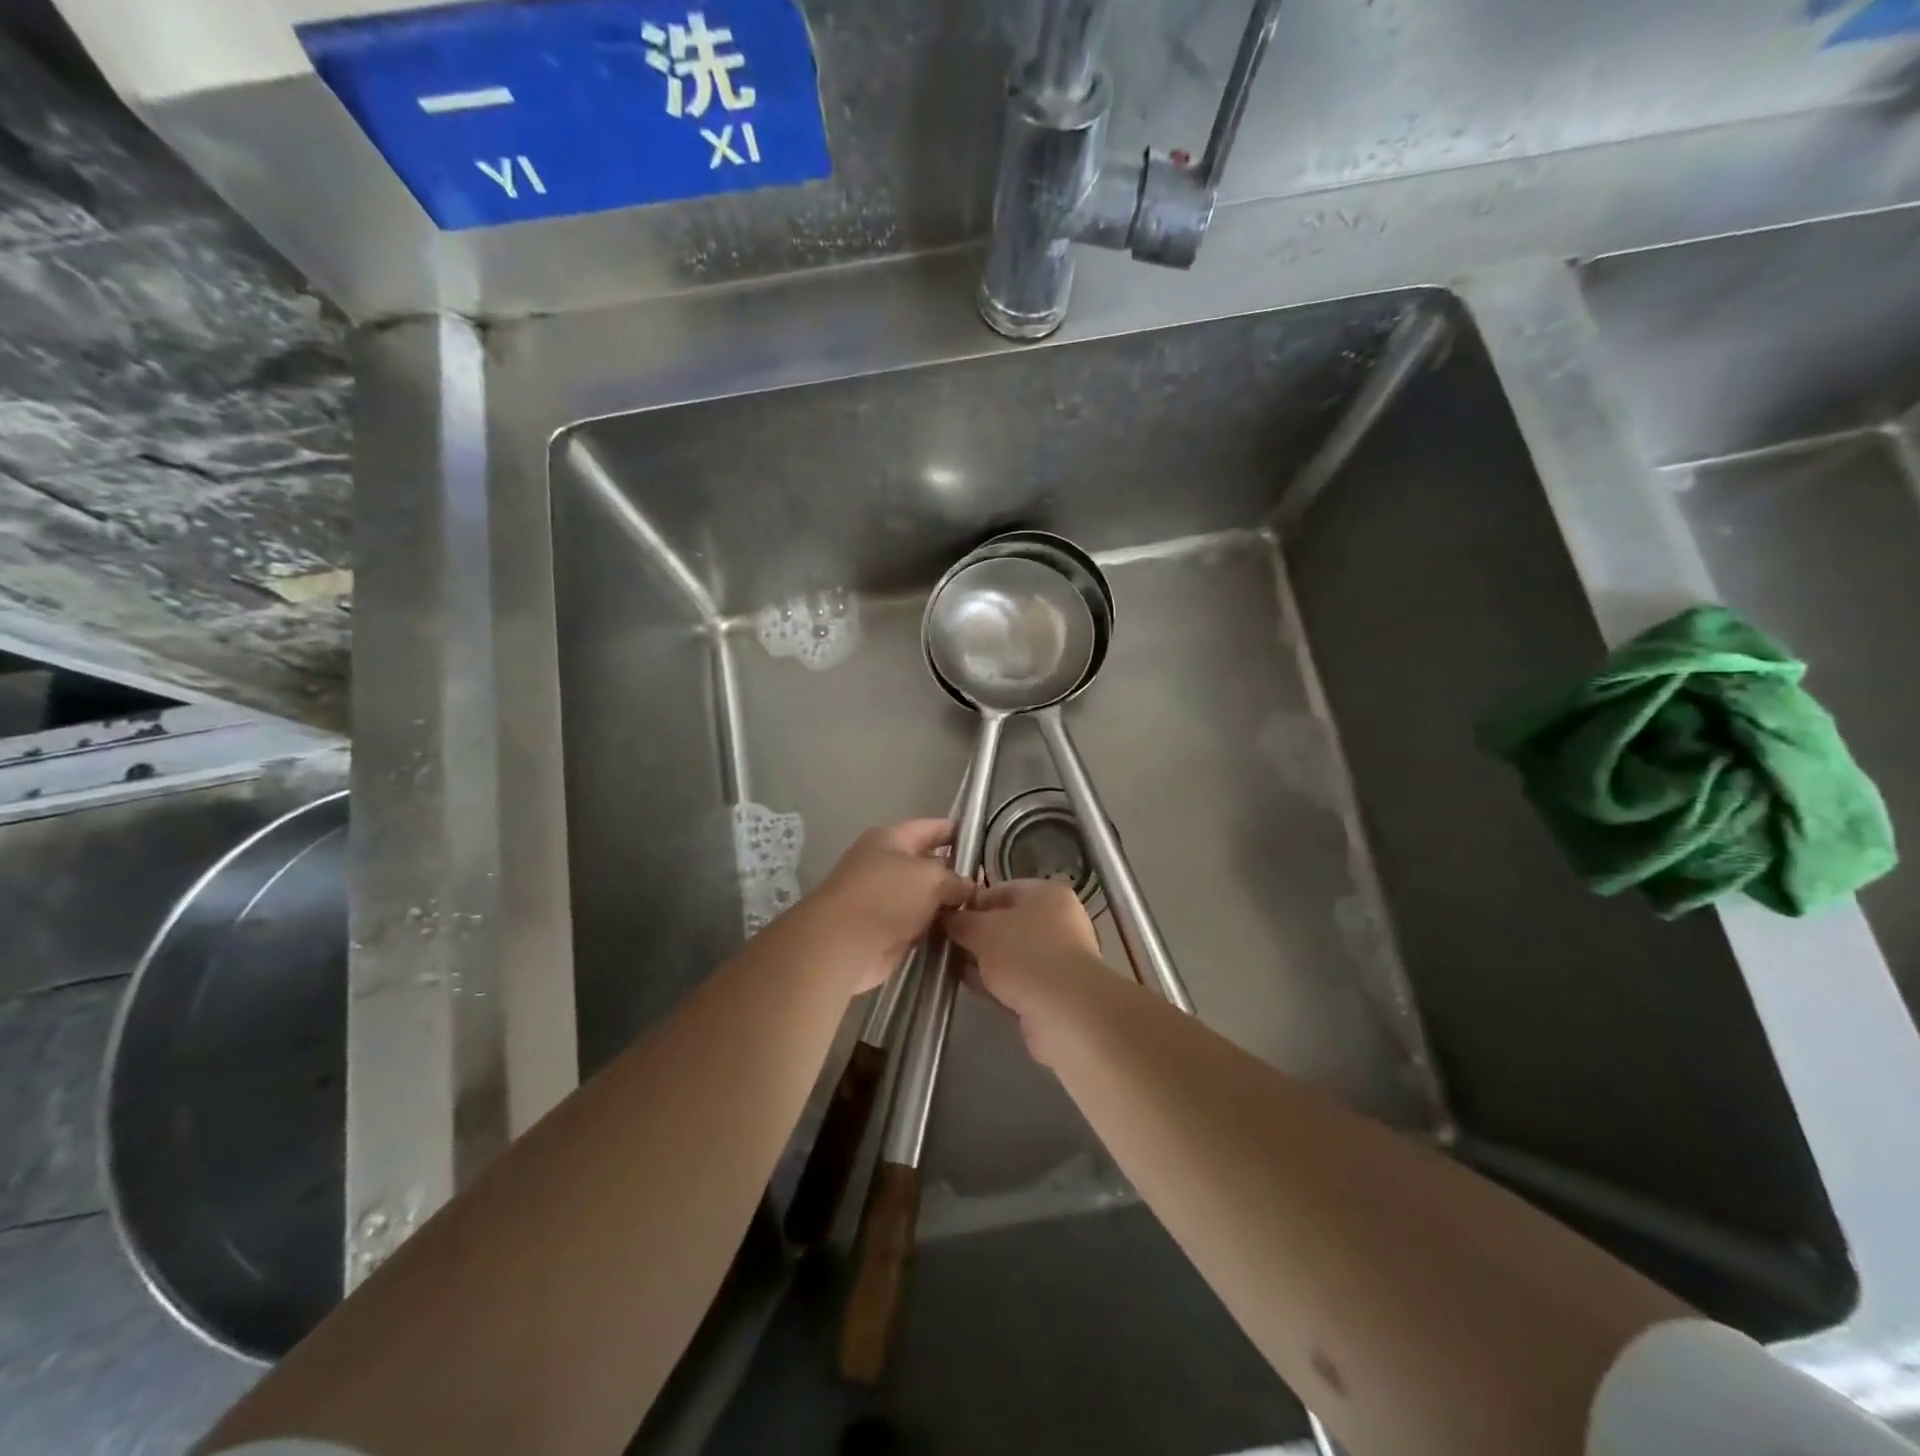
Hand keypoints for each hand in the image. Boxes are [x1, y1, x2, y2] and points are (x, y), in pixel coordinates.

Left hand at [797, 820, 973, 993]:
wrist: (843, 944)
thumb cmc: (886, 896)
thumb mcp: (930, 877)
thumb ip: (955, 879)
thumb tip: (969, 888)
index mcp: (890, 839)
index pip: (931, 828)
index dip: (958, 831)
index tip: (985, 840)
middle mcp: (885, 865)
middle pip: (929, 865)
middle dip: (957, 873)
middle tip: (991, 883)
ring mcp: (885, 899)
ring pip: (926, 898)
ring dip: (948, 905)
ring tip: (983, 910)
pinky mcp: (886, 930)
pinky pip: (920, 924)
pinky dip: (937, 928)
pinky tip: (963, 932)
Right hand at [945, 879, 1104, 1025]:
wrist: (1065, 1012)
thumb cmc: (1024, 955)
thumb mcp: (982, 931)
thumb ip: (960, 921)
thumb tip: (946, 917)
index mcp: (1046, 894)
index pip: (1000, 890)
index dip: (971, 903)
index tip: (946, 920)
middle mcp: (1058, 921)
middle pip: (1006, 924)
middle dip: (975, 936)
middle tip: (946, 947)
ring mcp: (1058, 957)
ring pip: (1010, 955)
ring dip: (984, 962)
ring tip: (953, 969)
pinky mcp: (1054, 991)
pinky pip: (1017, 980)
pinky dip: (997, 983)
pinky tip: (975, 989)